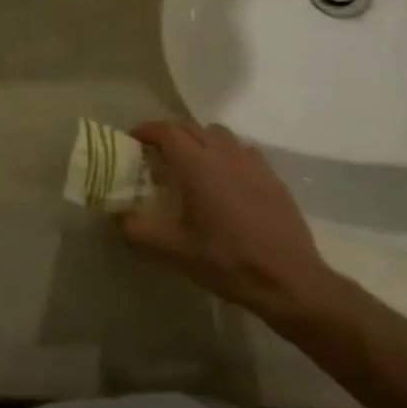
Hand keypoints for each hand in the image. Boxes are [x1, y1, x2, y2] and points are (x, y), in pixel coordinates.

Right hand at [123, 121, 343, 319]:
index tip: (133, 142)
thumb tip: (117, 217)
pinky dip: (225, 155)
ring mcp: (252, 163)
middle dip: (168, 134)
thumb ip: (136, 231)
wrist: (290, 281)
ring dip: (198, 140)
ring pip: (218, 135)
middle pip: (190, 126)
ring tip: (190, 165)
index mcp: (197, 165)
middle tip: (155, 154)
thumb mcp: (172, 251)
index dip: (146, 131)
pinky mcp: (272, 177)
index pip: (166, 130)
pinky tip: (224, 180)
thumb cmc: (226, 261)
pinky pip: (242, 151)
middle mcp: (224, 154)